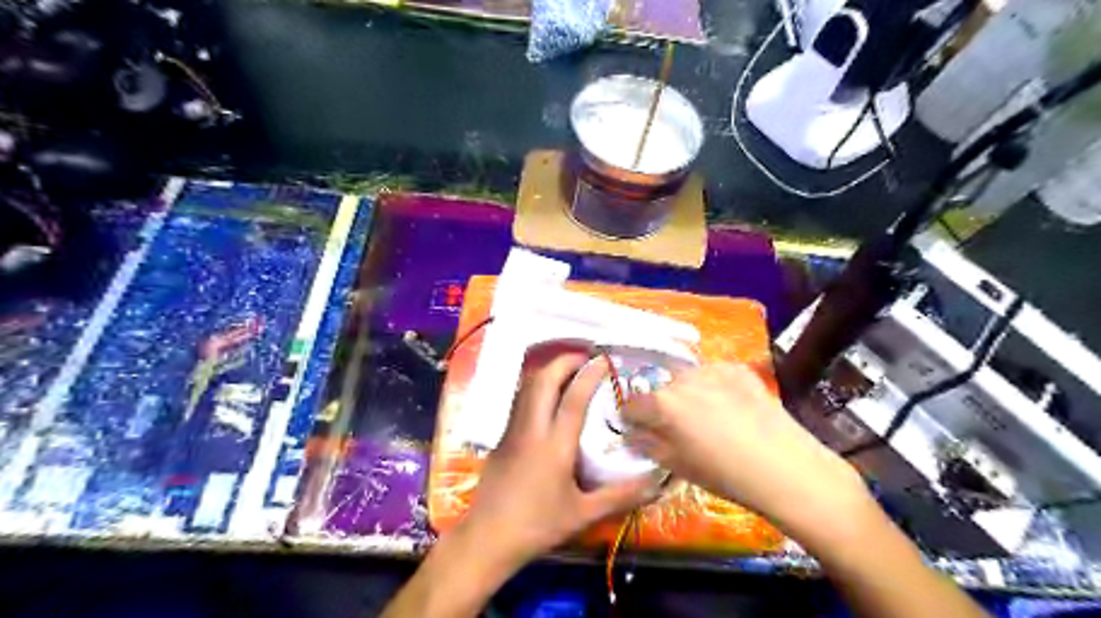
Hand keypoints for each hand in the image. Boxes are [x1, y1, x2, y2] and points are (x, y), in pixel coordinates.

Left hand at [456, 344, 651, 568]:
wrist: (487, 538)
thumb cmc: (538, 525)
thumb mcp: (583, 514)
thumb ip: (619, 496)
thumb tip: (653, 482)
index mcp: (555, 445)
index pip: (573, 398)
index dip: (589, 374)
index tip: (604, 360)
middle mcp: (532, 429)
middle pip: (543, 380)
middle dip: (564, 361)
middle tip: (585, 358)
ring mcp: (512, 431)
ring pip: (527, 387)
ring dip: (548, 371)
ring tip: (569, 371)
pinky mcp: (501, 438)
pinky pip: (520, 401)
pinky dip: (536, 388)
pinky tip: (548, 399)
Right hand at [623, 362, 873, 544]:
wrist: (784, 467)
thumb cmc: (724, 474)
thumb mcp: (676, 465)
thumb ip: (647, 443)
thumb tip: (632, 433)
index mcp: (662, 403)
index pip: (632, 404)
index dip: (633, 418)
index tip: (640, 429)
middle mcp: (682, 379)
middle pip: (660, 388)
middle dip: (662, 405)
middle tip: (678, 427)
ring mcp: (713, 370)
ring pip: (687, 379)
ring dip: (688, 393)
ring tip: (708, 417)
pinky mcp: (738, 369)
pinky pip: (714, 375)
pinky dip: (714, 387)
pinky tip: (729, 407)